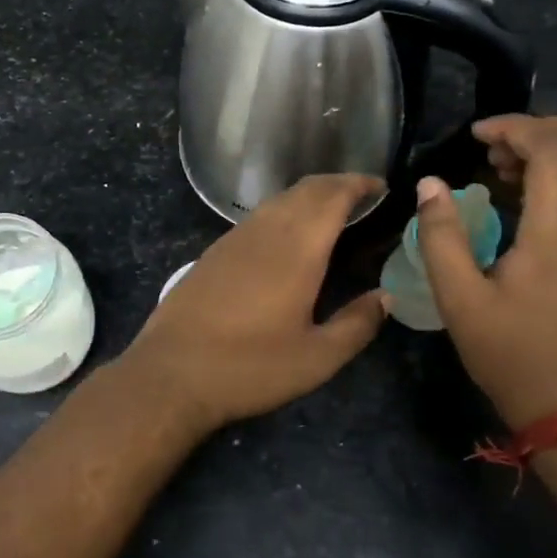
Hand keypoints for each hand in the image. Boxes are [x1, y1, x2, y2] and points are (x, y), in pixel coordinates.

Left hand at [119, 174, 388, 433]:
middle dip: (336, 185)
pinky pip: (257, 217)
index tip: (381, 186)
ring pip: (278, 201)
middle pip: (305, 190)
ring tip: (330, 214)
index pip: (332, 196)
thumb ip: (357, 324)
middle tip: (362, 196)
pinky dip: (282, 213)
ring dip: (308, 197)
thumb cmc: (250, 367)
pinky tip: (286, 239)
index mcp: (297, 249)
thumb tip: (385, 297)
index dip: (358, 184)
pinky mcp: (213, 253)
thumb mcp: (316, 358)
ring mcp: (233, 239)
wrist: (171, 373)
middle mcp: (265, 231)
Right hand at [416, 115, 556, 428]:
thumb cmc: (509, 352)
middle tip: (495, 148)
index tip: (476, 136)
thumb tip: (430, 184)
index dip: (515, 127)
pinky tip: (533, 191)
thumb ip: (440, 235)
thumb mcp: (458, 299)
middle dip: (542, 127)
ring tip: (511, 166)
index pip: (555, 148)